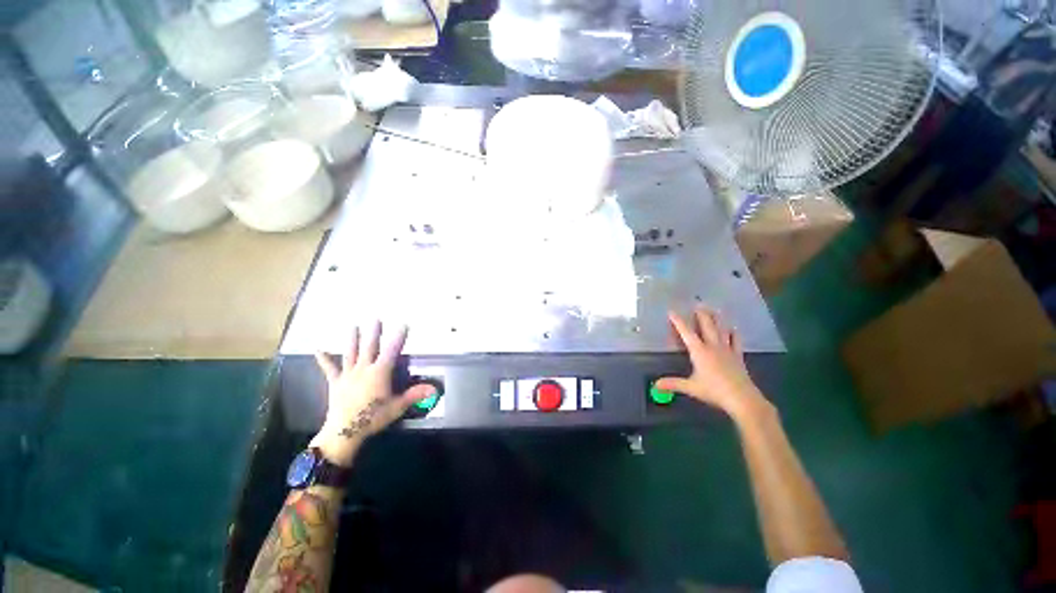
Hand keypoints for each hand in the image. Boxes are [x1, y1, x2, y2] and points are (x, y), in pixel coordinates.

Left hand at [309, 322, 434, 466]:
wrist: (344, 432)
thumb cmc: (373, 418)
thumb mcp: (397, 407)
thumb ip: (415, 395)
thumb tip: (435, 388)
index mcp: (379, 372)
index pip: (392, 351)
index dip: (399, 337)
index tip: (404, 324)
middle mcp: (363, 369)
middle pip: (370, 347)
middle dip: (374, 332)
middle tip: (375, 318)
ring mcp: (348, 375)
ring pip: (351, 353)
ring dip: (353, 339)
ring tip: (353, 326)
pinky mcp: (336, 383)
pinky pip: (330, 369)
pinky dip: (324, 359)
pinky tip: (318, 350)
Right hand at [655, 308, 768, 417]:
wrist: (742, 399)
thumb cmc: (714, 391)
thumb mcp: (691, 387)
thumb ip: (672, 383)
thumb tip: (655, 384)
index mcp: (699, 351)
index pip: (686, 333)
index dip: (678, 322)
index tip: (672, 311)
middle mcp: (713, 346)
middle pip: (707, 326)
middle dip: (701, 315)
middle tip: (698, 303)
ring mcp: (727, 350)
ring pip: (721, 330)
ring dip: (717, 319)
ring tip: (715, 309)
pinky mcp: (738, 356)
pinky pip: (736, 341)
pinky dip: (734, 334)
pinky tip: (733, 329)